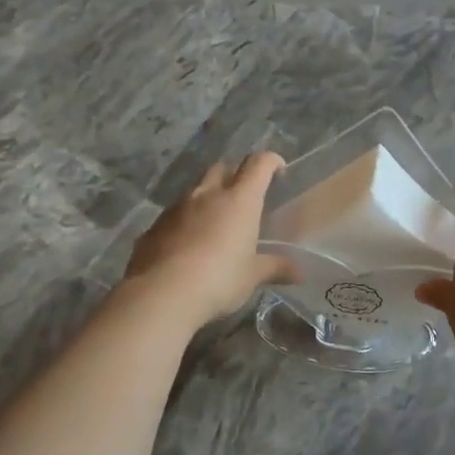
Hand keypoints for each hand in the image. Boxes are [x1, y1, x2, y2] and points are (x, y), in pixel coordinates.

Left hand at [123, 153, 300, 328]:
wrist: (162, 293)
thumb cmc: (219, 278)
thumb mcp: (252, 276)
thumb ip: (275, 268)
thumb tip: (300, 274)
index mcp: (239, 200)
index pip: (258, 164)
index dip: (271, 161)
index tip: (279, 170)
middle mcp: (207, 195)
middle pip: (222, 168)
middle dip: (235, 174)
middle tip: (244, 196)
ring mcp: (177, 208)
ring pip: (195, 190)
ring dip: (207, 198)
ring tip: (215, 223)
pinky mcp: (155, 226)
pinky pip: (175, 214)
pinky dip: (186, 221)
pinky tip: (189, 245)